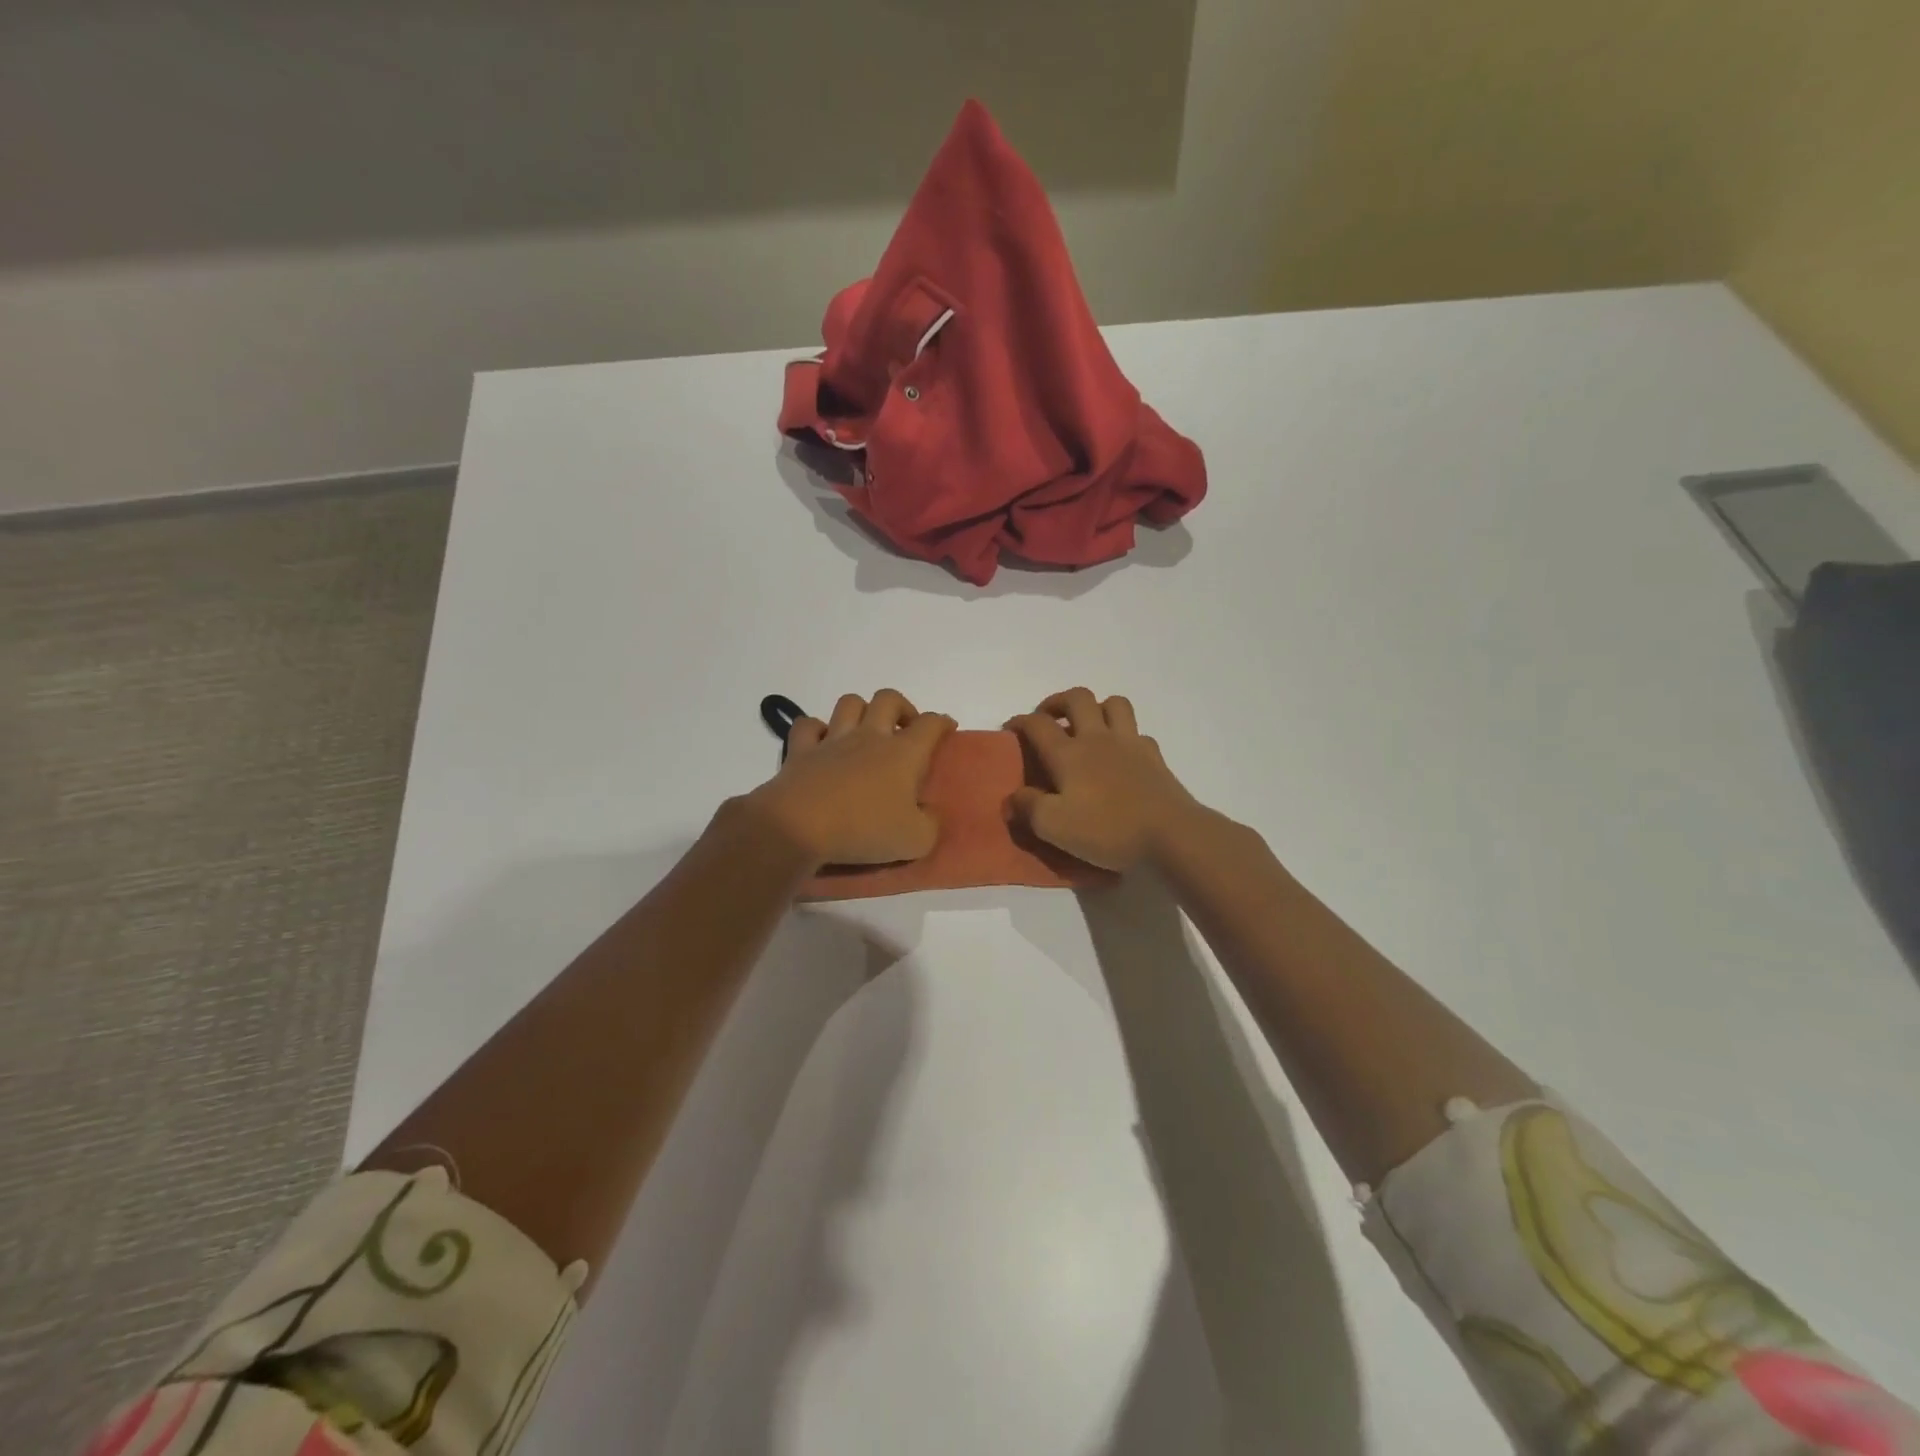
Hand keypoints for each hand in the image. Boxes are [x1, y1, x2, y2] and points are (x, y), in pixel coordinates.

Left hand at [745, 690, 955, 866]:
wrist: (799, 827)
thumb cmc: (864, 829)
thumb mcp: (915, 840)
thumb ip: (931, 825)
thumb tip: (930, 814)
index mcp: (903, 754)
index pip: (930, 724)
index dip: (942, 723)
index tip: (948, 729)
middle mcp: (869, 737)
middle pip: (889, 699)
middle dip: (902, 707)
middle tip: (905, 729)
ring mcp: (833, 740)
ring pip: (849, 703)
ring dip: (861, 710)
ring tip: (865, 731)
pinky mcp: (801, 751)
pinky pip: (808, 726)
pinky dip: (816, 729)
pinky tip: (822, 742)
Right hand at [1006, 689, 1199, 871]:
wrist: (1170, 835)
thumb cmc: (1107, 830)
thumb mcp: (1054, 827)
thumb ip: (1028, 807)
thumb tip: (1013, 796)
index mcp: (1069, 754)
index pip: (1038, 724)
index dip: (1020, 722)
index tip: (1010, 729)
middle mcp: (1098, 739)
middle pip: (1077, 698)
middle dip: (1057, 701)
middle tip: (1048, 718)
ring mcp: (1130, 744)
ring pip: (1113, 704)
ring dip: (1096, 707)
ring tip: (1087, 726)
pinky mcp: (1154, 757)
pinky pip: (1137, 732)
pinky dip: (1124, 735)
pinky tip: (1120, 753)